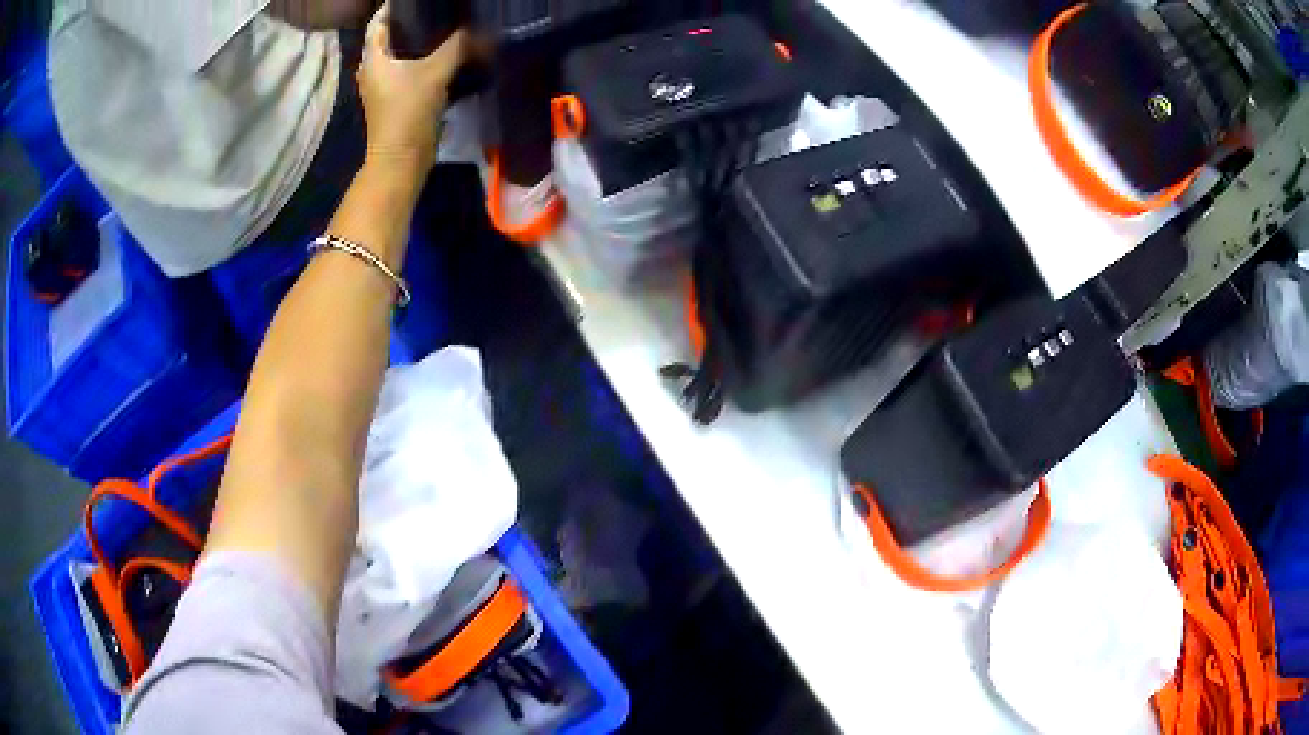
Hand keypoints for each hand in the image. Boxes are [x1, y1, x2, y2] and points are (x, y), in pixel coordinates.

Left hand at [357, 3, 466, 171]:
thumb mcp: (435, 72)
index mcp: (373, 59)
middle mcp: (373, 71)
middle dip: (407, 22)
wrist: (402, 159)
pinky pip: (408, 71)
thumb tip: (474, 28)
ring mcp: (383, 87)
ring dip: (415, 42)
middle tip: (430, 10)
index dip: (391, 7)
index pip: (378, 24)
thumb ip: (456, 45)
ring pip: (399, 55)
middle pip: (388, 38)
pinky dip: (422, 60)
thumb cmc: (408, 111)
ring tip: (441, 27)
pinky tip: (443, 54)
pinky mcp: (395, 100)